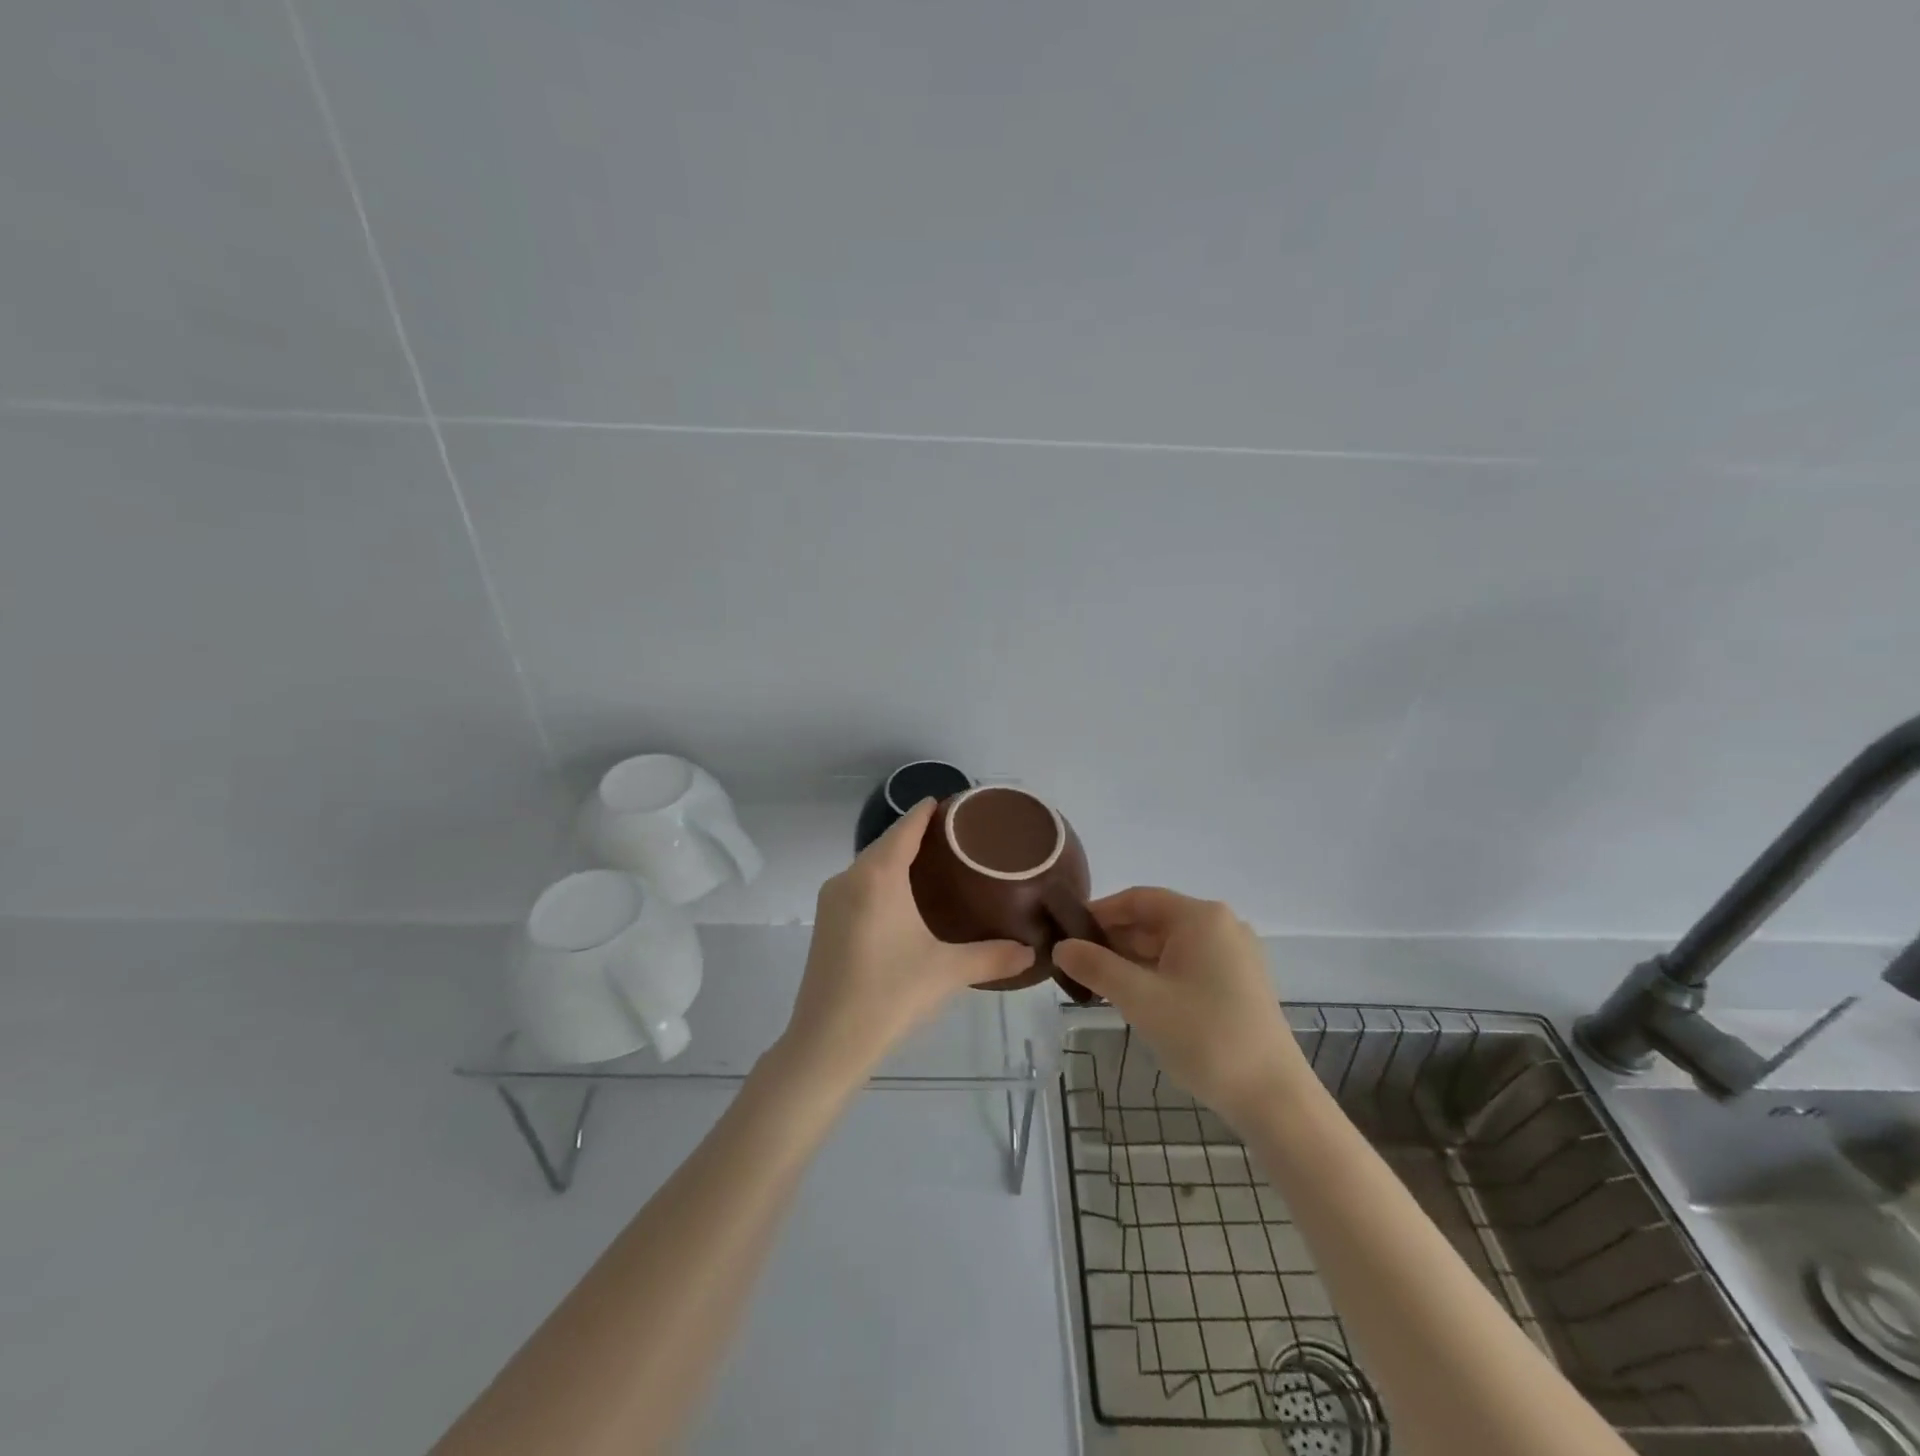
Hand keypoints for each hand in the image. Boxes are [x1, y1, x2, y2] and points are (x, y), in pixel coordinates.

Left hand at [776, 799, 1032, 1094]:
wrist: (826, 1042)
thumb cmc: (889, 995)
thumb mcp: (947, 972)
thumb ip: (993, 957)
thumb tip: (1031, 952)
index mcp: (877, 876)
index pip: (906, 827)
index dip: (928, 811)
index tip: (954, 803)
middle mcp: (849, 878)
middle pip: (886, 843)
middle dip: (917, 834)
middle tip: (957, 838)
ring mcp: (832, 900)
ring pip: (870, 865)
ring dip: (898, 858)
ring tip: (936, 864)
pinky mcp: (825, 922)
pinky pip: (859, 885)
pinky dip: (882, 880)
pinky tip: (904, 898)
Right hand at [1055, 888, 1311, 1128]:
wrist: (1274, 1098)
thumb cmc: (1205, 1036)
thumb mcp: (1140, 999)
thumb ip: (1096, 967)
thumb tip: (1061, 947)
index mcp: (1200, 917)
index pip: (1137, 899)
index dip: (1098, 913)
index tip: (1066, 933)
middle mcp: (1221, 926)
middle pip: (1153, 921)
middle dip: (1113, 941)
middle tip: (1075, 964)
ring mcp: (1235, 955)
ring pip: (1169, 946)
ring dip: (1132, 960)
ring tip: (1096, 984)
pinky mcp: (1240, 983)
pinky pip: (1187, 965)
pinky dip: (1157, 975)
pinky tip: (1134, 998)